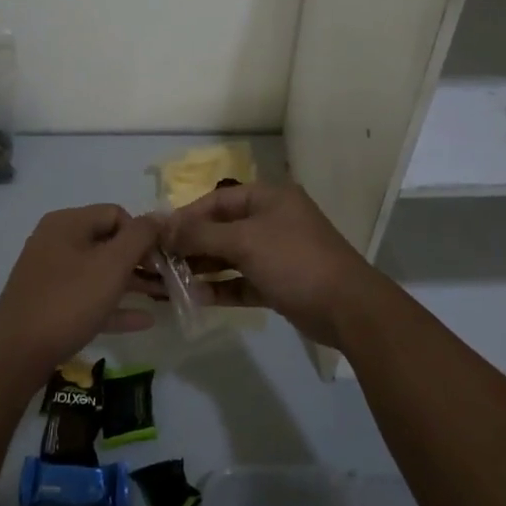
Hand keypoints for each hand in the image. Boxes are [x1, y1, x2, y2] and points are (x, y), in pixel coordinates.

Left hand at [0, 205, 159, 395]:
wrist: (15, 356)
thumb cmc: (69, 301)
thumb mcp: (112, 265)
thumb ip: (141, 236)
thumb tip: (161, 215)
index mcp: (67, 223)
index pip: (116, 214)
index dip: (142, 234)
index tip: (161, 260)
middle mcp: (56, 241)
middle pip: (108, 242)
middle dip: (140, 260)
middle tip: (167, 279)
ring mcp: (50, 274)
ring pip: (99, 272)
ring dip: (131, 283)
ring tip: (162, 298)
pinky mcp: (49, 304)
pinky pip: (88, 297)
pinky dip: (113, 304)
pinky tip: (142, 321)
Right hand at [155, 183, 379, 349]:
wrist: (347, 307)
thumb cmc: (294, 260)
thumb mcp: (244, 242)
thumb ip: (202, 235)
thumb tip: (164, 228)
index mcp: (268, 198)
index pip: (218, 200)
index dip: (187, 215)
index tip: (158, 234)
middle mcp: (272, 220)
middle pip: (222, 228)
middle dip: (192, 244)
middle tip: (159, 262)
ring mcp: (277, 252)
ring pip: (231, 256)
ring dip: (203, 268)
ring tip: (170, 282)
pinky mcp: (279, 282)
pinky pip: (242, 281)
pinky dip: (222, 288)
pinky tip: (197, 298)